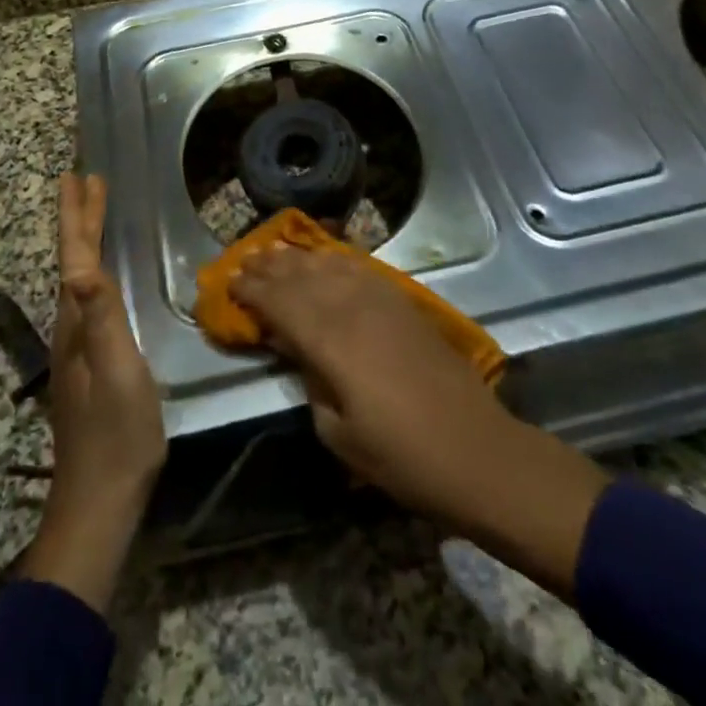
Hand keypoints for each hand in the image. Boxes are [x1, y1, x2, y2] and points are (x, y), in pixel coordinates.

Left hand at [22, 174, 167, 610]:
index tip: (77, 176)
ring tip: (95, 210)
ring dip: (86, 237)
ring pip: (81, 274)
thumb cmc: (117, 432)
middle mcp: (71, 324)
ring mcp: (79, 344)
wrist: (101, 499)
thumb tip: (79, 267)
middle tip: (85, 178)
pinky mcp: (91, 360)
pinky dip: (95, 265)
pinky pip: (91, 294)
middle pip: (73, 258)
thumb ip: (101, 318)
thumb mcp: (117, 371)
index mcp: (76, 320)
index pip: (74, 254)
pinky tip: (104, 272)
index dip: (77, 215)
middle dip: (79, 217)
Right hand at [231, 246, 608, 598]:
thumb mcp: (339, 434)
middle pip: (302, 277)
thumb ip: (311, 383)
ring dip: (299, 257)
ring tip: (275, 249)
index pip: (281, 303)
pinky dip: (336, 258)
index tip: (230, 281)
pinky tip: (326, 257)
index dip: (253, 291)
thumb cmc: (401, 456)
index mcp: (331, 342)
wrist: (475, 450)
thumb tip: (298, 352)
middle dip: (270, 268)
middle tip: (244, 260)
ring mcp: (382, 300)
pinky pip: (361, 268)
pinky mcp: (403, 302)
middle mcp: (352, 308)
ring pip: (330, 265)